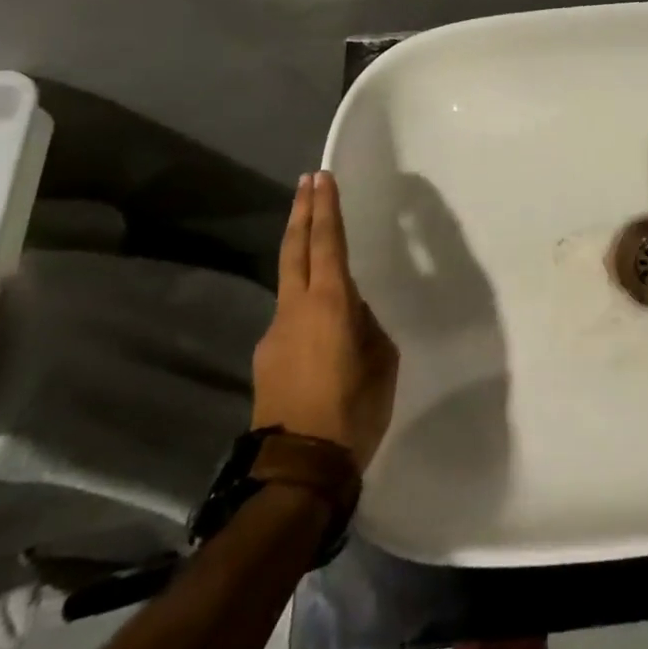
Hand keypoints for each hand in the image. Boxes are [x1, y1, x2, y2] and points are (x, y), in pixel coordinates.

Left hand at [252, 172, 399, 467]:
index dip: (325, 208)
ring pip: (291, 284)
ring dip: (304, 258)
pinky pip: (291, 318)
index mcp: (330, 303)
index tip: (322, 178)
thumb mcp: (381, 360)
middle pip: (295, 249)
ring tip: (326, 256)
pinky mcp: (266, 358)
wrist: (297, 470)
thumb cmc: (353, 410)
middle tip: (307, 182)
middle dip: (302, 212)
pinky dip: (306, 306)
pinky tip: (324, 331)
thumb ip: (366, 325)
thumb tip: (352, 314)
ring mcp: (274, 333)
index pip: (327, 243)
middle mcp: (295, 309)